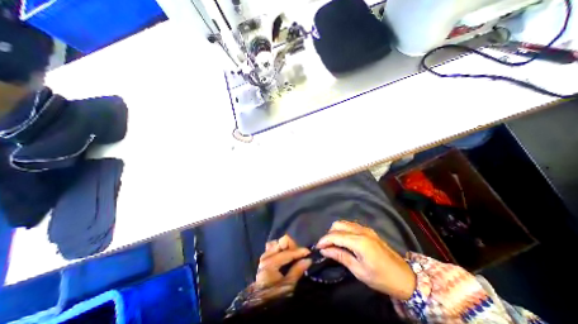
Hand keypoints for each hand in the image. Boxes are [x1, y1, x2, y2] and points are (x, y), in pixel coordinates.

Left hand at [257, 236, 314, 295]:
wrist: (262, 306)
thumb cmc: (275, 296)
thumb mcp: (288, 285)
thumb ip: (297, 270)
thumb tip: (308, 260)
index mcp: (270, 262)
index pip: (288, 252)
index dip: (300, 251)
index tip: (309, 252)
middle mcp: (266, 256)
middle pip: (281, 242)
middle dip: (292, 245)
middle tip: (300, 253)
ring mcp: (264, 256)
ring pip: (277, 243)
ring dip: (286, 246)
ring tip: (294, 253)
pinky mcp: (265, 259)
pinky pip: (273, 248)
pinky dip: (280, 248)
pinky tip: (286, 254)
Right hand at [315, 222, 415, 299]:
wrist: (406, 277)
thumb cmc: (381, 278)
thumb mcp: (359, 271)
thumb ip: (340, 256)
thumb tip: (324, 250)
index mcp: (359, 241)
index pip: (335, 235)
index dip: (324, 240)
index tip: (317, 247)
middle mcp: (361, 231)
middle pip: (338, 225)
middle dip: (329, 234)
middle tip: (326, 247)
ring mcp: (365, 229)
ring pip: (344, 223)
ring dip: (336, 231)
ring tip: (333, 244)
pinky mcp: (368, 231)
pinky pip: (350, 226)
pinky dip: (343, 231)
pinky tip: (343, 241)